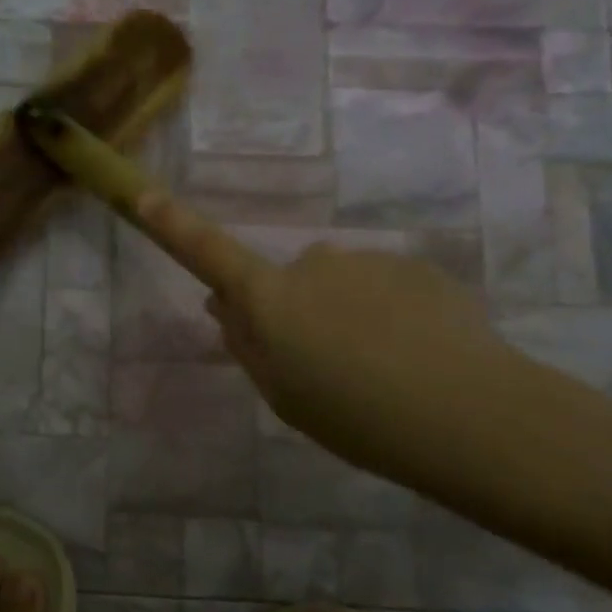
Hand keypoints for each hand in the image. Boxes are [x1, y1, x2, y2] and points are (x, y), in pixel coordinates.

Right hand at [137, 190, 531, 484]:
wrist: (468, 412)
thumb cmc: (354, 416)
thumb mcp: (283, 395)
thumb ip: (248, 345)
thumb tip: (224, 305)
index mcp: (270, 297)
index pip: (208, 253)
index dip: (173, 225)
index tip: (143, 195)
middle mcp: (312, 263)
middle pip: (290, 282)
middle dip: (300, 312)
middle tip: (330, 369)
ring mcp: (367, 260)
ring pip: (342, 286)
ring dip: (351, 316)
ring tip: (385, 372)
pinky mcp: (415, 266)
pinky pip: (386, 288)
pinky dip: (392, 315)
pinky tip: (419, 357)